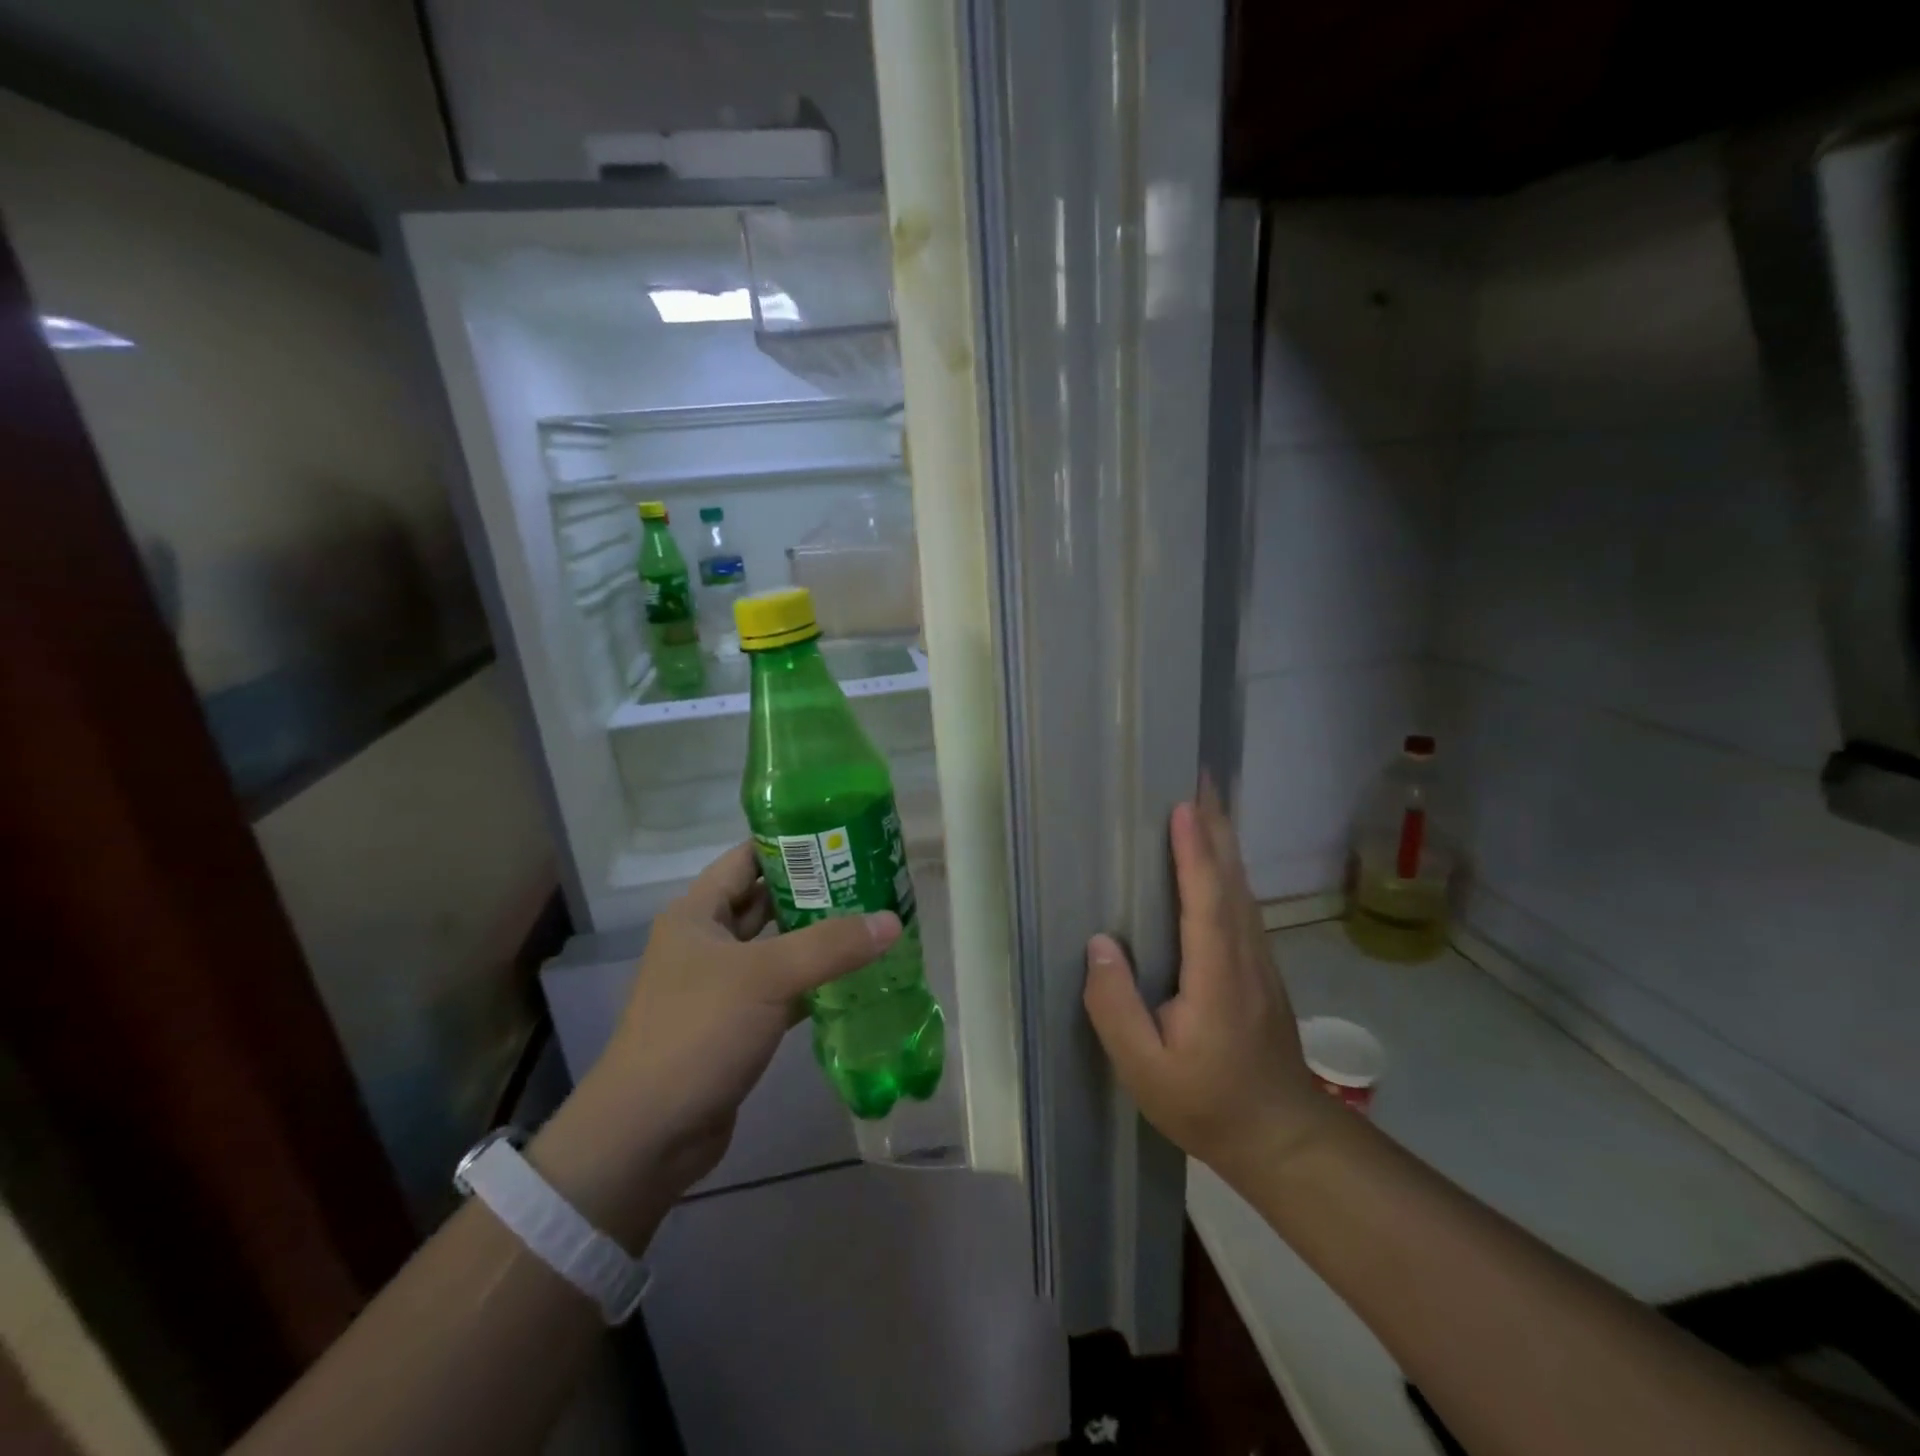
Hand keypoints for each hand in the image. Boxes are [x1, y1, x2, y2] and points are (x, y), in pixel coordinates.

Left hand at [531, 843, 897, 1242]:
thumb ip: (831, 946)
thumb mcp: (766, 977)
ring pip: (778, 948)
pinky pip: (783, 990)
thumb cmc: (697, 1032)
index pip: (747, 859)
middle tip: (870, 879)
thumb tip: (893, 920)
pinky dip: (815, 983)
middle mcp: (707, 942)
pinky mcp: (737, 1025)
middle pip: (767, 902)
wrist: (649, 1135)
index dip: (790, 844)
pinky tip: (856, 978)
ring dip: (818, 939)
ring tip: (871, 922)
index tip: (842, 837)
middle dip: (815, 891)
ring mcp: (721, 986)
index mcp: (698, 914)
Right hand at [1082, 788, 1336, 1183]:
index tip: (1182, 805)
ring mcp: (1259, 960)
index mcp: (1216, 976)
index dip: (1193, 851)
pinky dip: (1228, 868)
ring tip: (1206, 800)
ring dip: (1224, 840)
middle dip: (1215, 825)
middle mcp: (1244, 956)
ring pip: (1241, 888)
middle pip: (1230, 879)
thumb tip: (1100, 944)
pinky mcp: (1260, 968)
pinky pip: (1242, 903)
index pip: (1205, 900)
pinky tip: (1218, 858)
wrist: (1282, 1137)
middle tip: (1199, 777)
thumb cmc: (1207, 1103)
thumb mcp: (1146, 1070)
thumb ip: (1116, 1007)